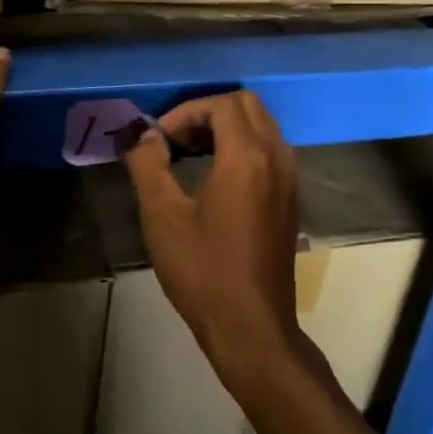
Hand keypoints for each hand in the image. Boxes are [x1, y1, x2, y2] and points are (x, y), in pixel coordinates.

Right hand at [122, 91, 318, 394]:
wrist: (252, 328)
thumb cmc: (204, 272)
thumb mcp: (163, 217)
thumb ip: (148, 165)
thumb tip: (142, 135)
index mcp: (247, 158)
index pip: (221, 105)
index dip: (185, 112)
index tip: (159, 139)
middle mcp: (276, 159)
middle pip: (248, 106)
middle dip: (208, 112)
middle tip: (176, 138)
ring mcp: (289, 179)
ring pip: (262, 126)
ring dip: (227, 127)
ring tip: (191, 152)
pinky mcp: (290, 199)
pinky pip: (271, 150)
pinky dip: (244, 146)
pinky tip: (216, 176)